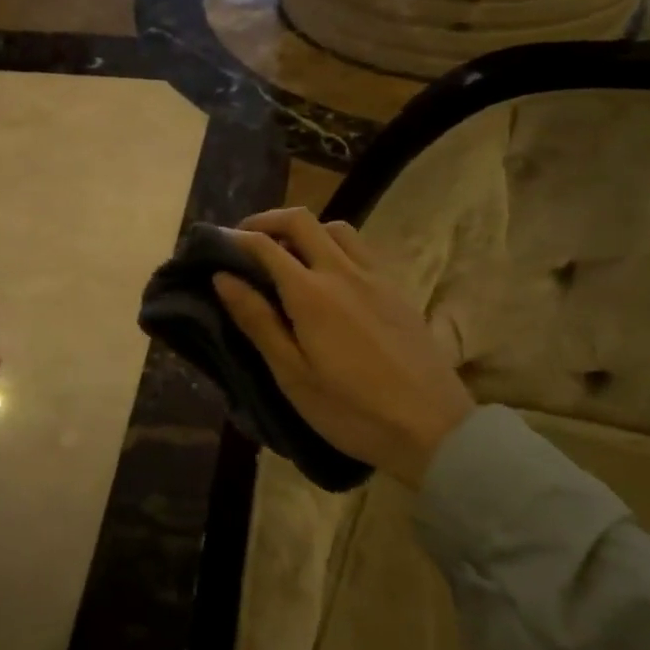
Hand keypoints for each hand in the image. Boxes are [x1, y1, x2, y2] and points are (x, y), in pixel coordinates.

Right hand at [214, 207, 472, 484]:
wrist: (433, 428)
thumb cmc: (352, 410)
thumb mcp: (292, 375)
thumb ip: (257, 321)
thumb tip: (223, 278)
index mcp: (311, 294)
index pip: (265, 246)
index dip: (236, 239)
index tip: (215, 245)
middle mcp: (343, 272)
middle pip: (302, 221)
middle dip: (267, 221)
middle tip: (246, 239)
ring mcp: (376, 277)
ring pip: (336, 228)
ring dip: (305, 230)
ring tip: (288, 255)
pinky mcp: (397, 290)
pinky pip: (361, 249)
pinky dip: (334, 246)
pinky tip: (329, 276)